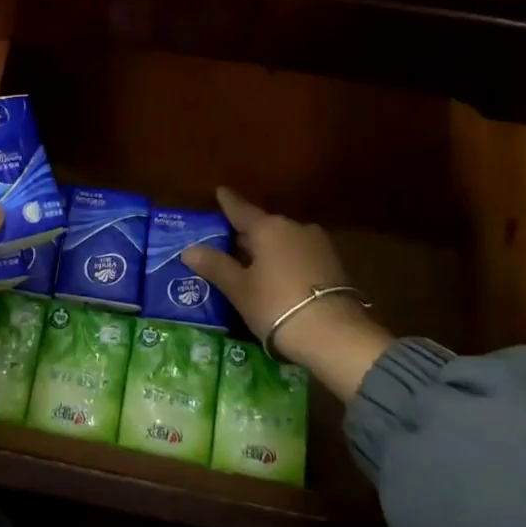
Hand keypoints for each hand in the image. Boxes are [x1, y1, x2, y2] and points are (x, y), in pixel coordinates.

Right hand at [182, 187, 392, 399]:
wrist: (336, 335)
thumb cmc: (277, 305)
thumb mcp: (239, 288)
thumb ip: (215, 265)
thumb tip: (189, 249)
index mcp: (268, 227)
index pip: (241, 210)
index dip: (228, 202)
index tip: (220, 191)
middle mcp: (295, 228)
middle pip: (264, 227)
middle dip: (246, 234)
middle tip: (226, 242)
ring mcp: (319, 246)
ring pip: (284, 242)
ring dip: (267, 251)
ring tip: (250, 265)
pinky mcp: (334, 267)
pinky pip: (300, 257)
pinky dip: (285, 263)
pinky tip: (277, 279)